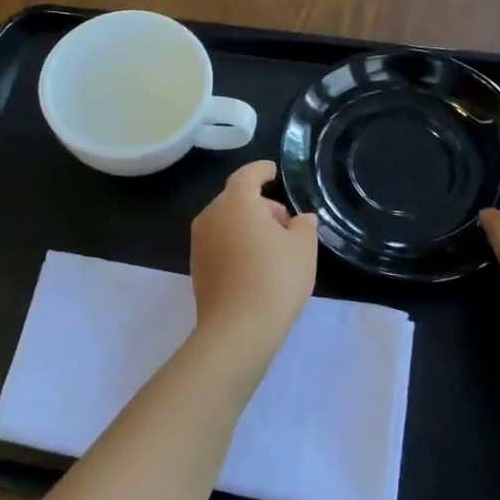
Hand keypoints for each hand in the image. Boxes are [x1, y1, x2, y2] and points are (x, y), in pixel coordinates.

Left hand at [190, 160, 318, 352]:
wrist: (237, 329)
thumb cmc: (275, 279)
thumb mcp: (303, 248)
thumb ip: (303, 225)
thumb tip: (300, 219)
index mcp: (235, 202)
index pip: (247, 175)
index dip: (262, 170)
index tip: (273, 171)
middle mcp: (211, 216)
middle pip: (236, 199)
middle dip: (260, 205)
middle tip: (286, 223)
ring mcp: (199, 242)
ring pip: (226, 222)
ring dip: (248, 226)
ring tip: (274, 247)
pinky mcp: (196, 266)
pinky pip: (219, 243)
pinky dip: (236, 244)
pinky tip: (255, 265)